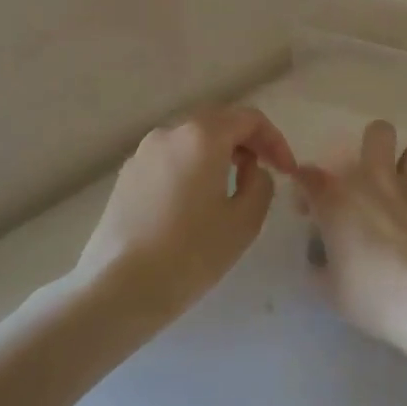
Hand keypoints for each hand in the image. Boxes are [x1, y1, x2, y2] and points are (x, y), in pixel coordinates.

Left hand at [77, 106, 296, 321]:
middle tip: (266, 171)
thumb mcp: (244, 222)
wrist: (118, 286)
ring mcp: (143, 153)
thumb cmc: (190, 253)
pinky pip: (170, 159)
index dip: (275, 140)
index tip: (287, 171)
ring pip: (191, 140)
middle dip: (247, 142)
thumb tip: (251, 171)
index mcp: (202, 136)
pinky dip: (193, 168)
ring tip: (233, 188)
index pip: (249, 119)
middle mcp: (169, 133)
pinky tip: (197, 202)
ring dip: (219, 154)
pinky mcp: (127, 176)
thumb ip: (260, 185)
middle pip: (218, 122)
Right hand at [296, 120, 406, 346]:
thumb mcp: (332, 291)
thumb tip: (320, 260)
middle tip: (366, 180)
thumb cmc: (374, 294)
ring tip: (403, 191)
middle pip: (377, 133)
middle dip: (370, 148)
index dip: (304, 188)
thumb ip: (321, 267)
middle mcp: (375, 179)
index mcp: (337, 198)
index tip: (308, 211)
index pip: (309, 175)